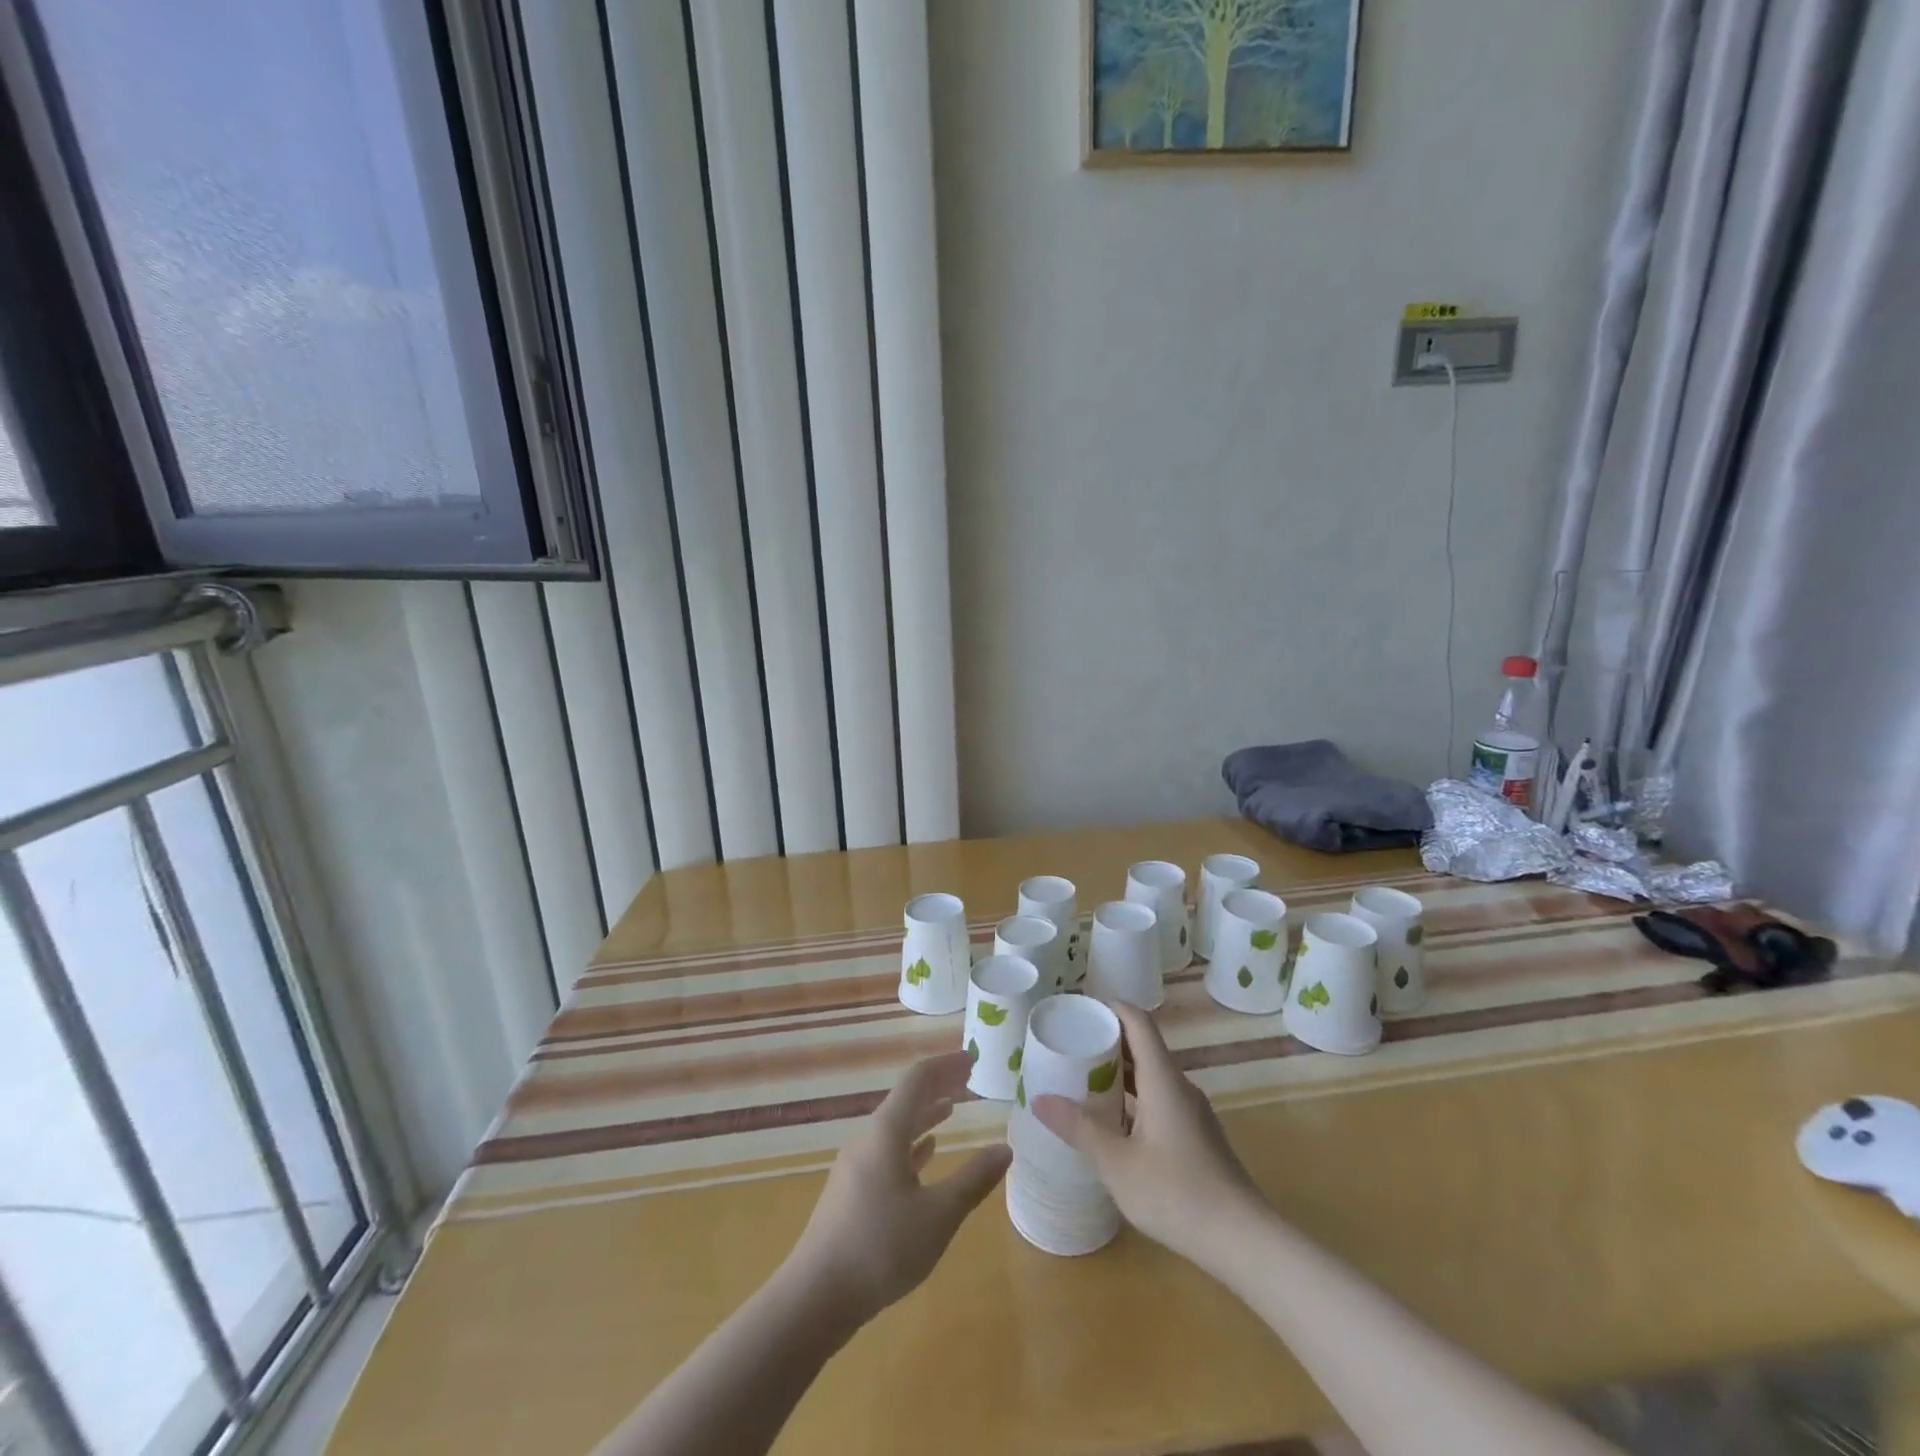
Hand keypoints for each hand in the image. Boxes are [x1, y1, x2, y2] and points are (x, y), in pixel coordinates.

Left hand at [785, 1051, 1010, 1327]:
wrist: (815, 1297)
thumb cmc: (881, 1248)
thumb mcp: (938, 1216)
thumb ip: (973, 1180)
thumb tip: (1006, 1149)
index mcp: (887, 1133)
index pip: (918, 1080)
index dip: (946, 1065)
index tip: (973, 1058)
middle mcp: (869, 1139)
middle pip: (906, 1099)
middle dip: (938, 1085)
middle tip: (968, 1079)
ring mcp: (856, 1165)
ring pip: (896, 1126)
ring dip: (925, 1114)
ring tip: (952, 1108)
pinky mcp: (851, 1191)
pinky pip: (886, 1151)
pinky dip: (911, 1144)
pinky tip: (926, 1152)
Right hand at [1032, 1000, 1262, 1261]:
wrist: (1243, 1241)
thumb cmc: (1177, 1193)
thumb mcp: (1117, 1163)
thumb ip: (1078, 1128)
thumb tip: (1039, 1099)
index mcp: (1163, 1079)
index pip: (1138, 1022)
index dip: (1111, 1008)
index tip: (1080, 1008)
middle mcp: (1179, 1087)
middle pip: (1143, 1047)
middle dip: (1107, 1042)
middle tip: (1070, 1046)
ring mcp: (1191, 1113)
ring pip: (1151, 1077)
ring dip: (1119, 1073)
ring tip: (1082, 1081)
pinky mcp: (1196, 1136)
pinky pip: (1159, 1099)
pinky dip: (1133, 1099)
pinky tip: (1112, 1123)